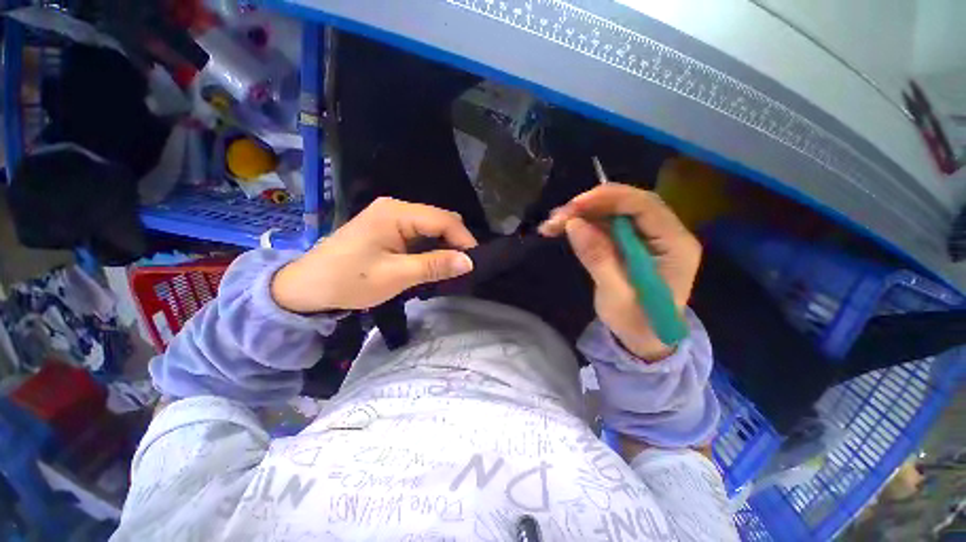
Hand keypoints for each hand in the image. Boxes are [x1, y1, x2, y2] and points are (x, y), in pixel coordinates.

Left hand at [271, 197, 476, 312]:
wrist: (306, 288)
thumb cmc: (348, 281)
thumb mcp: (395, 276)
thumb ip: (434, 266)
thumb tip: (469, 262)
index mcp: (396, 213)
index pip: (443, 219)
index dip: (464, 239)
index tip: (474, 263)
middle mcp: (396, 208)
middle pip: (440, 219)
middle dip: (456, 242)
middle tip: (463, 268)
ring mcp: (391, 217)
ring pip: (432, 227)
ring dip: (445, 246)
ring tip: (451, 267)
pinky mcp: (388, 228)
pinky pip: (420, 233)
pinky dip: (432, 247)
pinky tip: (434, 262)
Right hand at [540, 184, 700, 359]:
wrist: (644, 340)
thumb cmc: (637, 323)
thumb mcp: (616, 295)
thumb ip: (597, 258)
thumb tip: (574, 224)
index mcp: (675, 245)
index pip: (645, 206)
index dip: (609, 199)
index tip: (574, 206)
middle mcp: (665, 234)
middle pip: (628, 203)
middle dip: (591, 206)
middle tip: (558, 216)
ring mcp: (647, 237)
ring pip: (613, 212)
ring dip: (582, 214)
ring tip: (552, 224)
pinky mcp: (630, 242)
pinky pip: (606, 225)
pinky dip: (582, 224)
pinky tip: (562, 228)